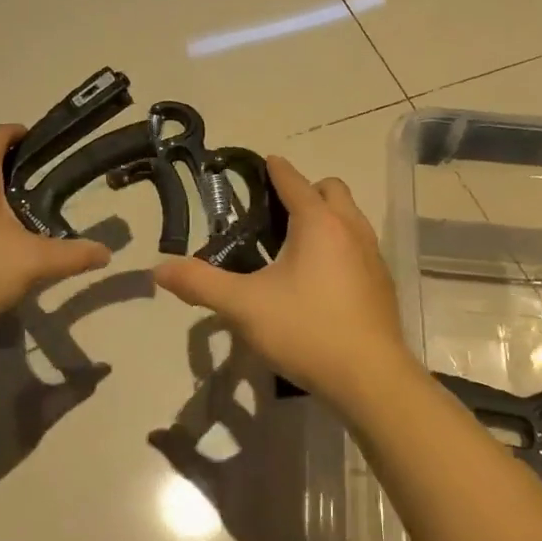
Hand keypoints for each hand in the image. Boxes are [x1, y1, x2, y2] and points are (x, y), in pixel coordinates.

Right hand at [152, 157, 421, 408]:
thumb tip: (158, 269)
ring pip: (351, 217)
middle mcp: (350, 229)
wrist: (370, 378)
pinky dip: (341, 245)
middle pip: (331, 190)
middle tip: (278, 213)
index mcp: (318, 223)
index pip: (294, 182)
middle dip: (307, 191)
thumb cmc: (306, 330)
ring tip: (297, 245)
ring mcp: (373, 256)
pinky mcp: (382, 283)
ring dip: (327, 217)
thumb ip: (200, 283)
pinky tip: (323, 279)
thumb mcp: (244, 307)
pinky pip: (360, 246)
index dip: (276, 169)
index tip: (265, 162)